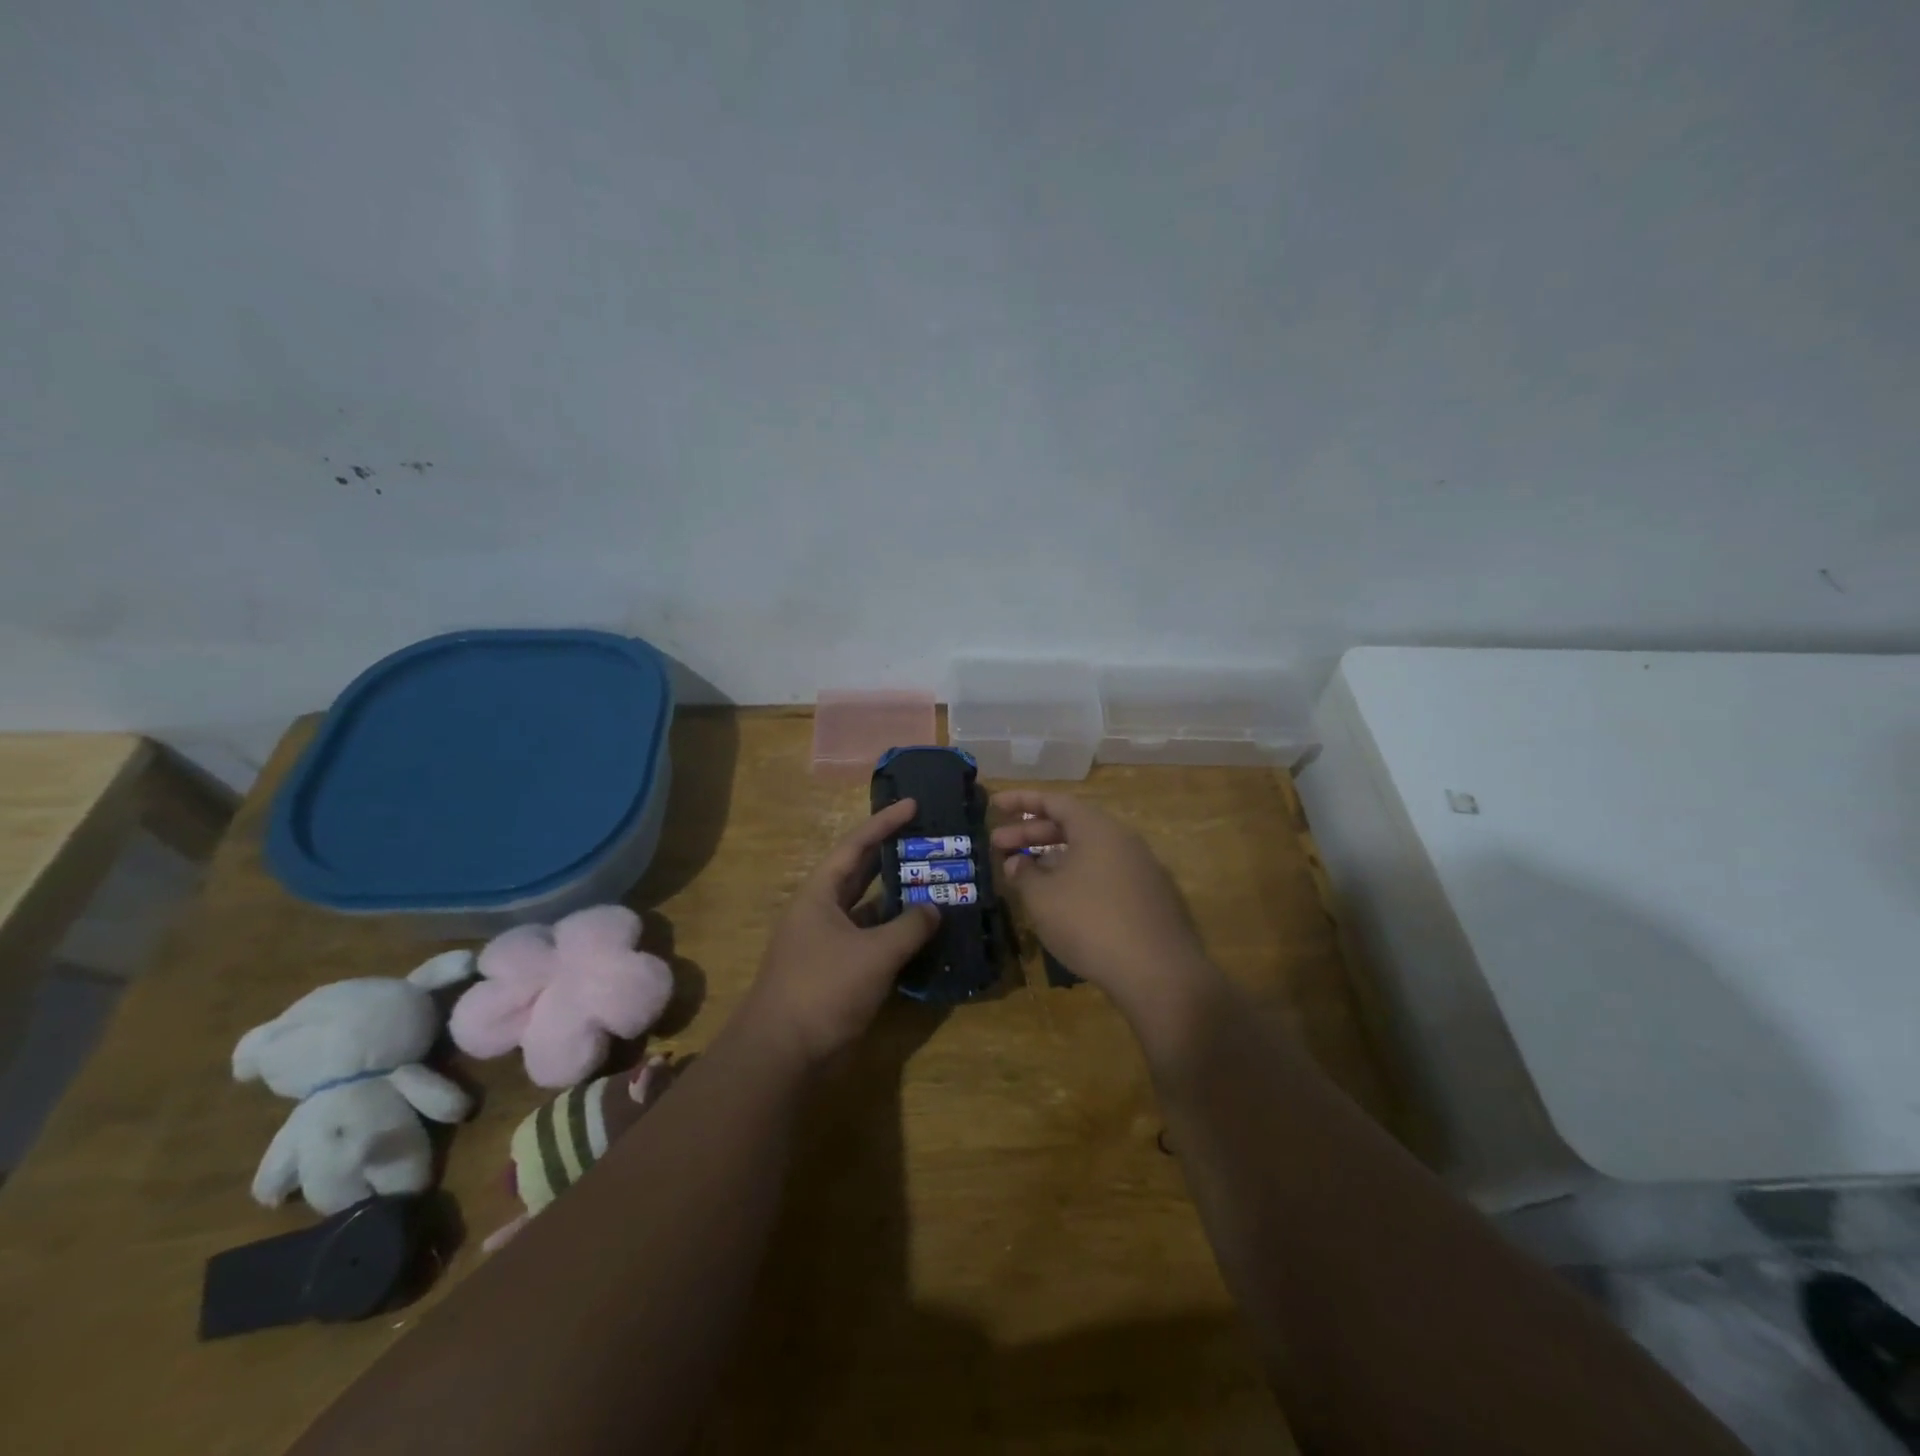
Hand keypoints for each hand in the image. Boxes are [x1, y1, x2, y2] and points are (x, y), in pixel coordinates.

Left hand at [737, 798, 939, 1067]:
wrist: (783, 1054)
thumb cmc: (824, 988)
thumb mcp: (874, 953)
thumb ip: (909, 926)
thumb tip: (934, 908)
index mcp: (821, 894)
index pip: (856, 846)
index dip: (885, 823)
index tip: (913, 804)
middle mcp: (823, 912)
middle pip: (862, 874)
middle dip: (894, 857)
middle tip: (930, 841)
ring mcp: (830, 944)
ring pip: (871, 911)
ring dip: (900, 901)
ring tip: (938, 885)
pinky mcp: (839, 972)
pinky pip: (874, 943)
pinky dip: (898, 936)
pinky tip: (926, 935)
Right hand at [990, 791, 1223, 1033]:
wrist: (1160, 973)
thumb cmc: (1091, 924)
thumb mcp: (1043, 898)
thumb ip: (1024, 874)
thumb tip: (1016, 863)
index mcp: (1097, 829)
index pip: (1054, 801)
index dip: (1021, 801)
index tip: (994, 805)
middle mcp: (1122, 840)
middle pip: (1071, 825)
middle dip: (1031, 833)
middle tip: (997, 845)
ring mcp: (1141, 869)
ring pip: (1087, 852)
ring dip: (1052, 858)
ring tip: (1023, 874)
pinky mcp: (1150, 898)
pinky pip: (1104, 874)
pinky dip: (1076, 877)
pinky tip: (1060, 901)